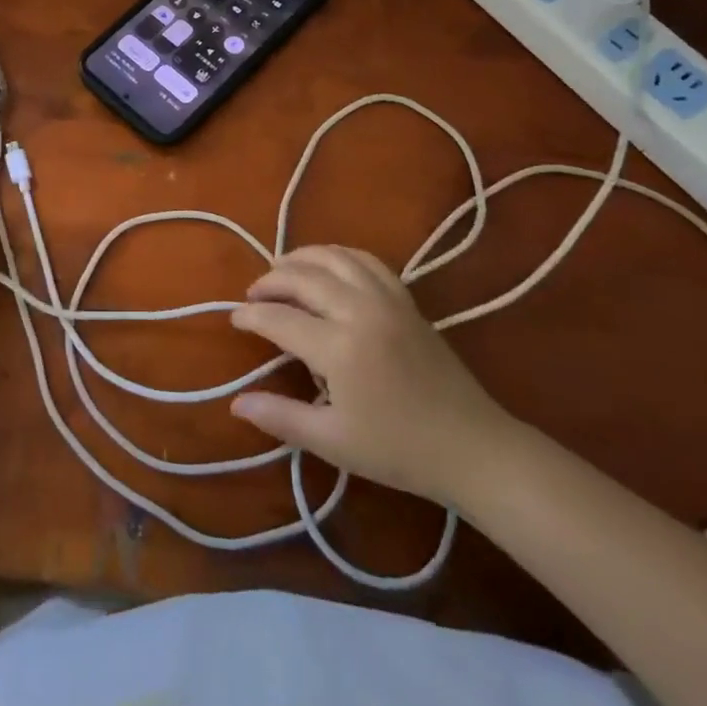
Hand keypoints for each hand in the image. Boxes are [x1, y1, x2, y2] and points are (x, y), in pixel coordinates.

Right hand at [228, 245, 518, 505]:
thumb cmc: (399, 451)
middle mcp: (360, 311)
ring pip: (334, 258)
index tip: (233, 318)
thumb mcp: (334, 441)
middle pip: (303, 277)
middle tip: (253, 294)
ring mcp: (387, 300)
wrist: (473, 448)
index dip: (251, 316)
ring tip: (282, 269)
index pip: (280, 318)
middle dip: (270, 281)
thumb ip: (281, 417)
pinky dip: (339, 254)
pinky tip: (327, 265)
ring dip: (301, 258)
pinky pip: (366, 261)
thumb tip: (235, 403)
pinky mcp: (406, 300)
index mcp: (339, 348)